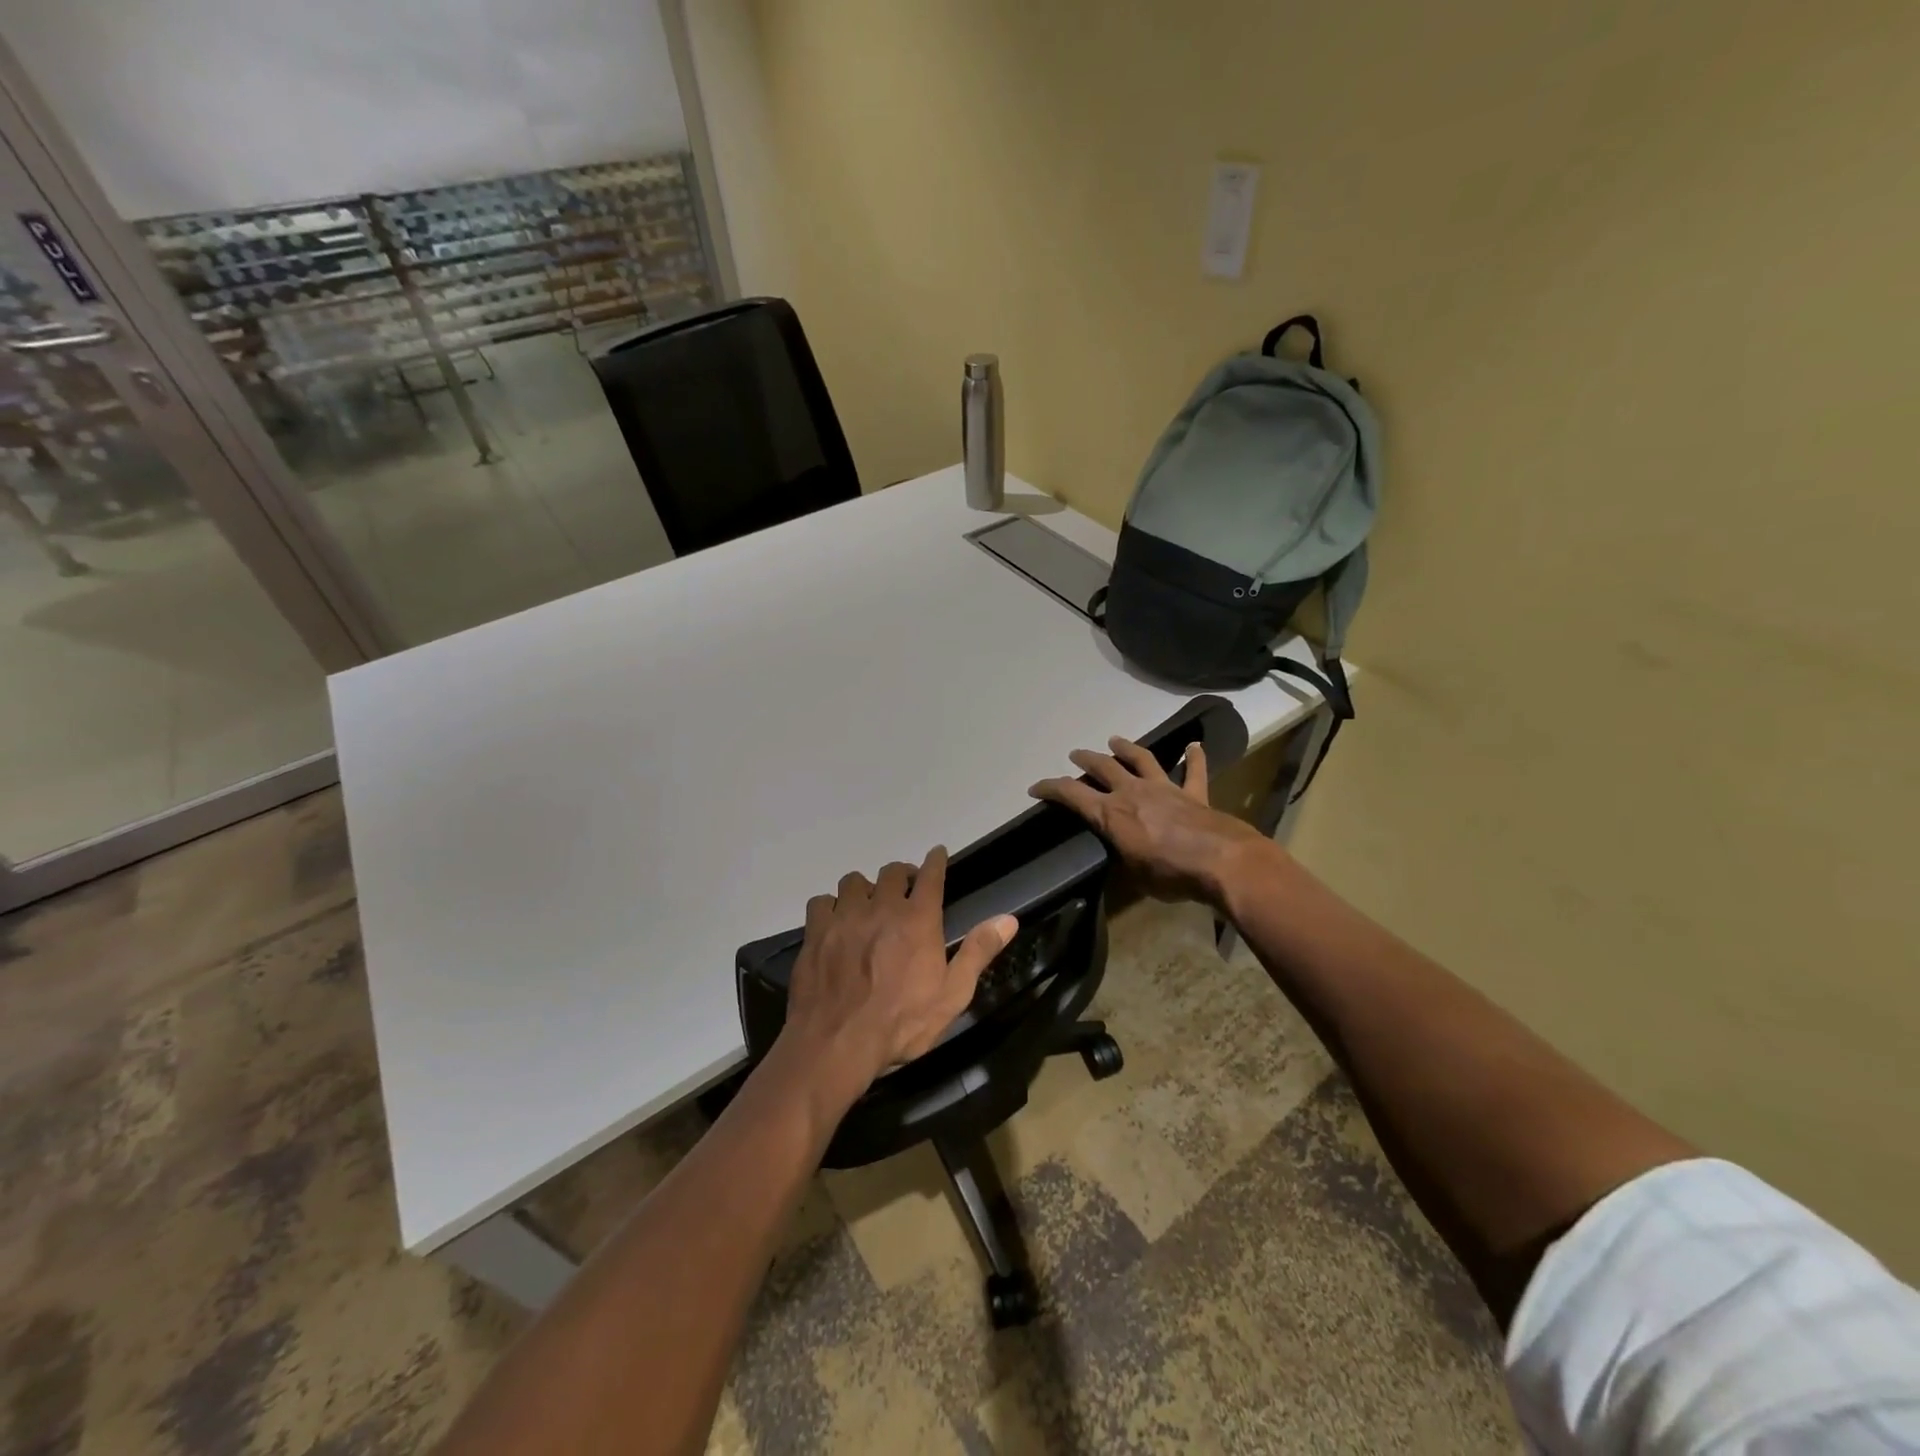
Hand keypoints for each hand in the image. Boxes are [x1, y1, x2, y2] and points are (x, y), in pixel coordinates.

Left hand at [782, 847, 1016, 1109]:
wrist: (837, 1043)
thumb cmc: (902, 1023)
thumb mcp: (953, 994)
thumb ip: (979, 952)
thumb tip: (1009, 919)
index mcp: (918, 920)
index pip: (930, 875)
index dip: (935, 861)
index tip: (937, 853)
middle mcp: (881, 907)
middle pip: (891, 872)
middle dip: (901, 875)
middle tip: (904, 889)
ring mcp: (844, 917)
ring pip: (853, 881)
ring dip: (865, 888)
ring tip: (868, 905)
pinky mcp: (815, 933)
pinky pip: (821, 902)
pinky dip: (831, 906)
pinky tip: (834, 922)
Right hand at [1029, 736, 1265, 906]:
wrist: (1221, 862)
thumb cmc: (1170, 874)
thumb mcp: (1133, 875)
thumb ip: (1123, 858)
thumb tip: (1120, 855)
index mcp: (1111, 814)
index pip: (1072, 795)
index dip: (1051, 788)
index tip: (1036, 787)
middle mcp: (1133, 793)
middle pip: (1104, 768)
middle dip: (1086, 760)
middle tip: (1075, 755)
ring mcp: (1165, 789)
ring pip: (1142, 759)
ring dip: (1126, 748)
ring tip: (1115, 740)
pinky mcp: (1194, 794)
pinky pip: (1195, 772)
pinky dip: (1195, 758)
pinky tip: (1195, 745)